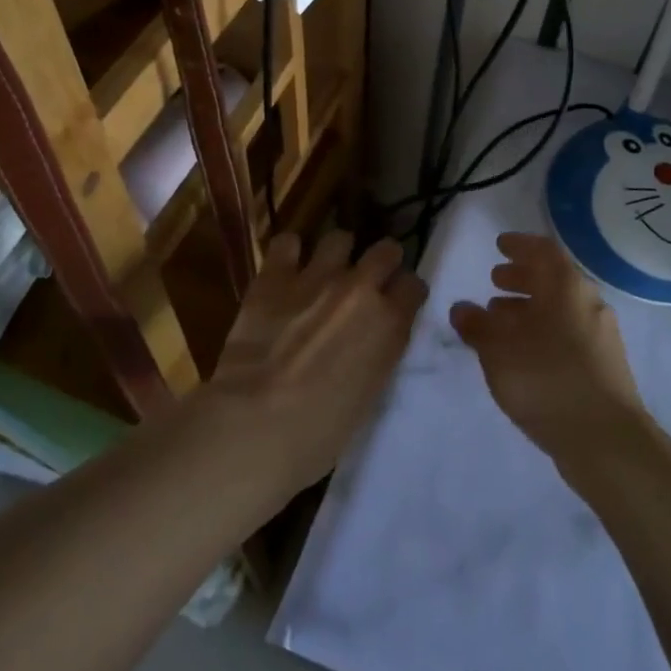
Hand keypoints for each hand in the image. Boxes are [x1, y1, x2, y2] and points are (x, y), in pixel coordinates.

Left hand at [206, 230, 425, 492]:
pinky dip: (288, 252)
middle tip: (367, 278)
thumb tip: (372, 338)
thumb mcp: (369, 393)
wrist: (256, 424)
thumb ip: (378, 352)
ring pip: (339, 237)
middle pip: (386, 250)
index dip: (405, 292)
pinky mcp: (274, 276)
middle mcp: (360, 289)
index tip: (397, 301)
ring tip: (324, 269)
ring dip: (336, 253)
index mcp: (389, 323)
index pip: (414, 285)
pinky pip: (287, 243)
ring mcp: (317, 276)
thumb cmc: (319, 432)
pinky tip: (284, 268)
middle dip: (381, 260)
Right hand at [449, 232, 645, 466]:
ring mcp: (601, 335)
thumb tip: (462, 308)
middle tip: (495, 279)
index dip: (519, 245)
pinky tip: (523, 352)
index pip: (543, 250)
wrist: (605, 439)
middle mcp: (588, 302)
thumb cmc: (546, 379)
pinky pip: (568, 332)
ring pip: (560, 308)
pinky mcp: (604, 365)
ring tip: (500, 318)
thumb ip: (477, 325)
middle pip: (553, 278)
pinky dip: (543, 330)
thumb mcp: (498, 350)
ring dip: (529, 307)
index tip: (500, 245)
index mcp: (566, 286)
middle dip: (522, 276)